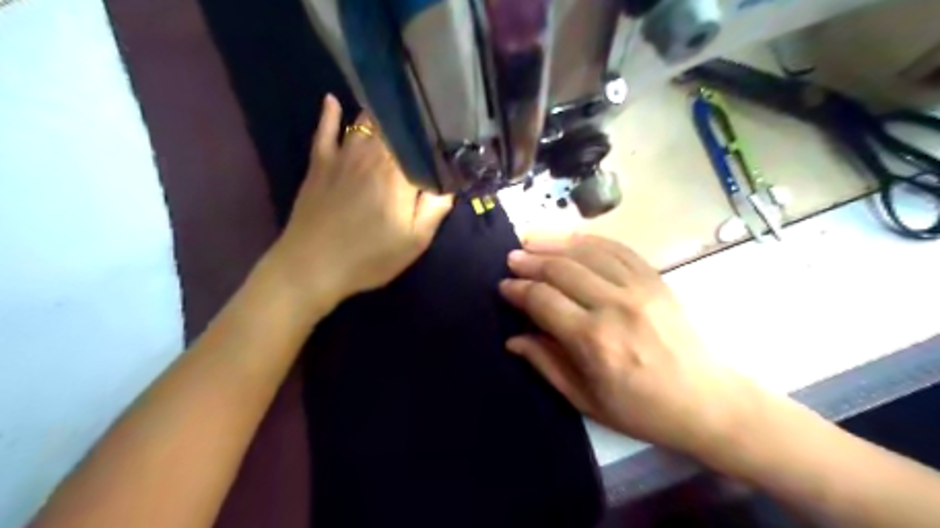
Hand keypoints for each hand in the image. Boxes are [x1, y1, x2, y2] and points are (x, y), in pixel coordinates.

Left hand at [266, 94, 452, 312]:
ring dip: (379, 113)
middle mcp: (372, 154)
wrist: (312, 266)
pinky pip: (324, 130)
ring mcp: (342, 155)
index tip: (446, 131)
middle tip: (423, 114)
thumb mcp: (414, 241)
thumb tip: (449, 183)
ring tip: (393, 104)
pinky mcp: (319, 163)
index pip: (420, 142)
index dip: (434, 134)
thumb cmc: (369, 257)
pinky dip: (329, 114)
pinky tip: (333, 100)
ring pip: (364, 122)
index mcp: (398, 173)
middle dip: (410, 118)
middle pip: (394, 126)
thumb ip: (435, 208)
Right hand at [499, 233, 754, 453]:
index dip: (518, 290)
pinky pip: (616, 248)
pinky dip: (589, 240)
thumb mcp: (585, 399)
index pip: (543, 300)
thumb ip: (545, 363)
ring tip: (531, 240)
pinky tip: (571, 239)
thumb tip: (513, 338)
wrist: (705, 400)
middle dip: (530, 262)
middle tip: (511, 259)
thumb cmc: (640, 409)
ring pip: (586, 251)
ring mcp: (638, 287)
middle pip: (561, 269)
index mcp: (593, 341)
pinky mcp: (655, 279)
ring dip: (554, 242)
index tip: (504, 286)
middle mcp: (614, 306)